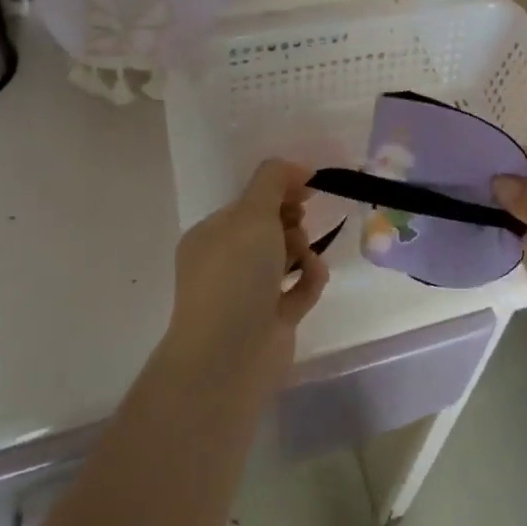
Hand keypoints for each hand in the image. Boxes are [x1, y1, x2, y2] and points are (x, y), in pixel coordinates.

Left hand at [162, 160, 328, 392]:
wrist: (229, 358)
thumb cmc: (235, 276)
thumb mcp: (252, 213)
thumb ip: (273, 180)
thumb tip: (297, 167)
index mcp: (211, 235)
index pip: (249, 202)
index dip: (279, 189)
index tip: (308, 185)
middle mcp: (226, 263)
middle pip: (268, 227)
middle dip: (290, 220)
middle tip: (300, 223)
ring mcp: (248, 294)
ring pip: (285, 257)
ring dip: (303, 249)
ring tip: (305, 255)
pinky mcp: (272, 321)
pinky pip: (298, 288)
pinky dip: (309, 279)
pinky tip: (315, 275)